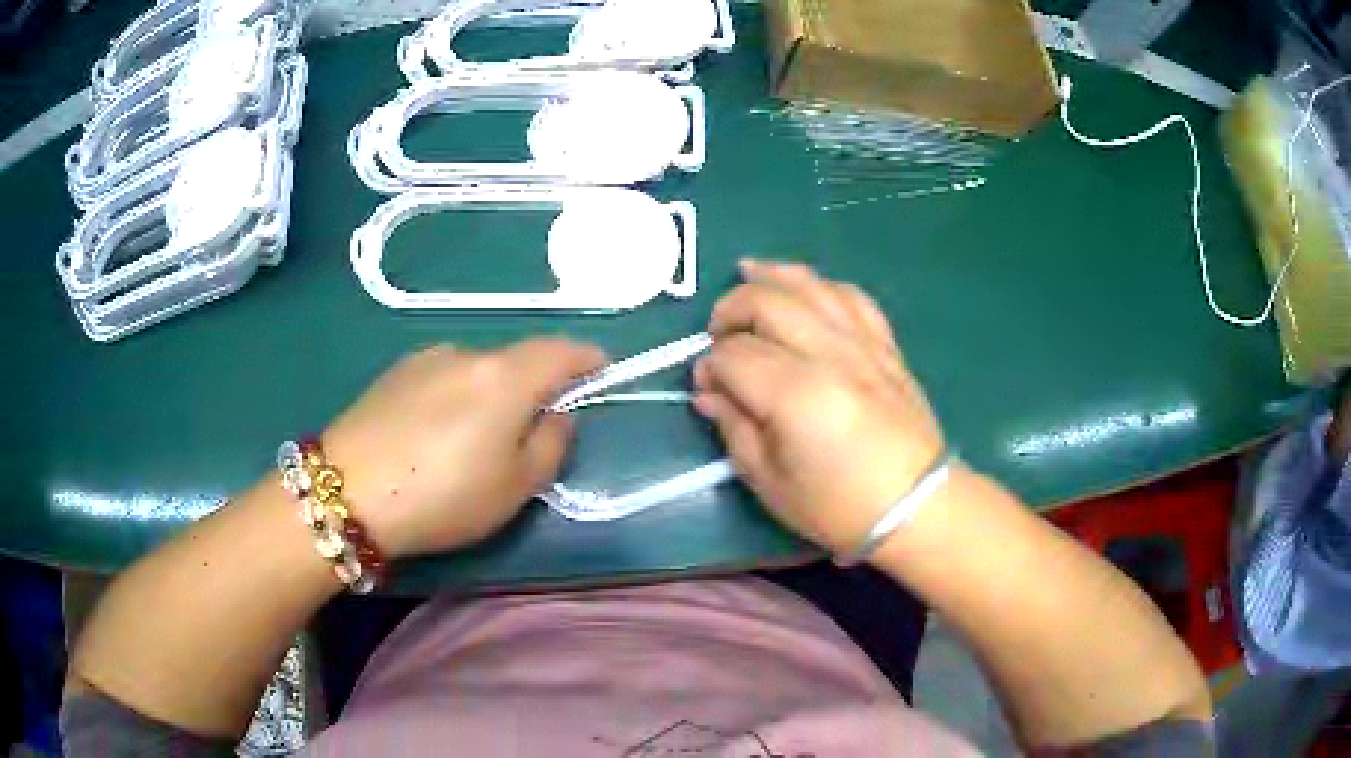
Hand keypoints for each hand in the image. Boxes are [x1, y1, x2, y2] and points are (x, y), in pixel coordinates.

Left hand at [321, 338, 606, 557]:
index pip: (560, 350)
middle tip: (530, 433)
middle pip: (516, 361)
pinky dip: (455, 397)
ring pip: (476, 371)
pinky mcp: (393, 373)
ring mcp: (426, 359)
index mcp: (505, 377)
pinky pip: (442, 378)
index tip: (602, 369)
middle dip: (533, 387)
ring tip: (472, 443)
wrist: (347, 491)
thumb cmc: (443, 495)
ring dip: (489, 395)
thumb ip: (551, 444)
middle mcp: (467, 354)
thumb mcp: (515, 487)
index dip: (587, 357)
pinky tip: (433, 436)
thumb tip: (556, 414)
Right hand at [693, 260, 947, 555]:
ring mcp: (862, 344)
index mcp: (795, 393)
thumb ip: (735, 430)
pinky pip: (852, 297)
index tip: (705, 385)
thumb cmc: (839, 506)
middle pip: (767, 302)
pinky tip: (807, 290)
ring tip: (747, 273)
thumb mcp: (771, 483)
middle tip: (717, 333)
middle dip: (731, 308)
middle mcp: (828, 354)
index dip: (709, 364)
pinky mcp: (885, 346)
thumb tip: (710, 394)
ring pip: (811, 285)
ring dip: (772, 275)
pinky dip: (823, 286)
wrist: (917, 505)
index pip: (734, 354)